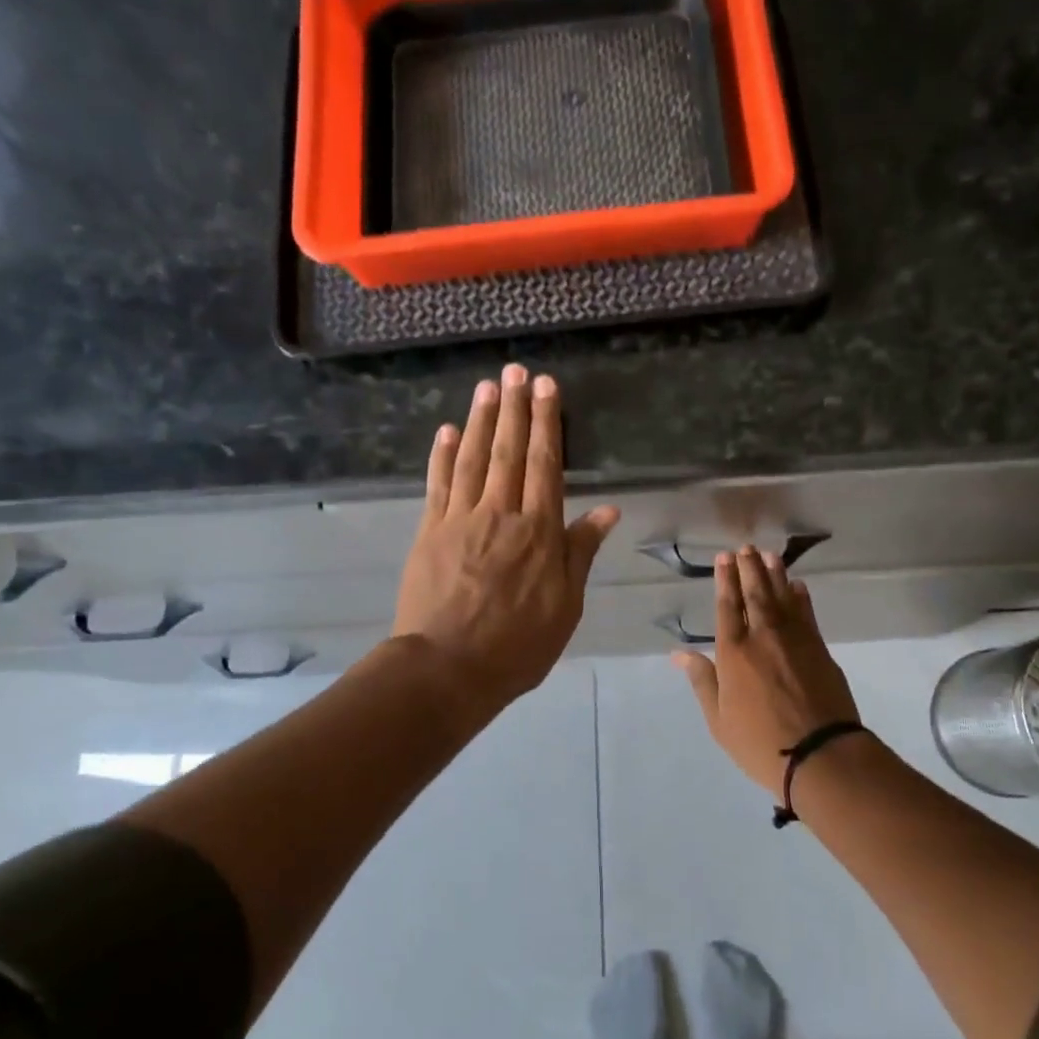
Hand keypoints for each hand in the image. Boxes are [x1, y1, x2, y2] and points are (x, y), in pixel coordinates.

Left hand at [393, 365, 619, 716]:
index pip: (545, 465)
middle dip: (514, 408)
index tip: (546, 388)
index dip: (546, 424)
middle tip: (516, 371)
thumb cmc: (517, 644)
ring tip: (487, 386)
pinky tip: (447, 431)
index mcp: (539, 532)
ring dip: (480, 420)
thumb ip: (581, 552)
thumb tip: (608, 509)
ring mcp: (460, 520)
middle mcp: (501, 514)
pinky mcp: (429, 532)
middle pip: (508, 452)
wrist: (448, 668)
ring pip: (473, 459)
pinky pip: (438, 484)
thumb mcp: (566, 605)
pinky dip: (443, 455)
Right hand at [673, 547, 861, 792]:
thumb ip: (702, 681)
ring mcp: (795, 639)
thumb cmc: (760, 743)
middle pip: (755, 594)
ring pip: (782, 597)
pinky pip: (807, 614)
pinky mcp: (819, 648)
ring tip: (768, 555)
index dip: (726, 580)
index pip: (727, 606)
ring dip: (775, 574)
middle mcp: (763, 636)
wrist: (821, 754)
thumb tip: (679, 654)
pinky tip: (798, 586)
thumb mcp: (719, 720)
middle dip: (749, 568)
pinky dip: (801, 597)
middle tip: (746, 548)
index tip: (725, 558)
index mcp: (733, 652)